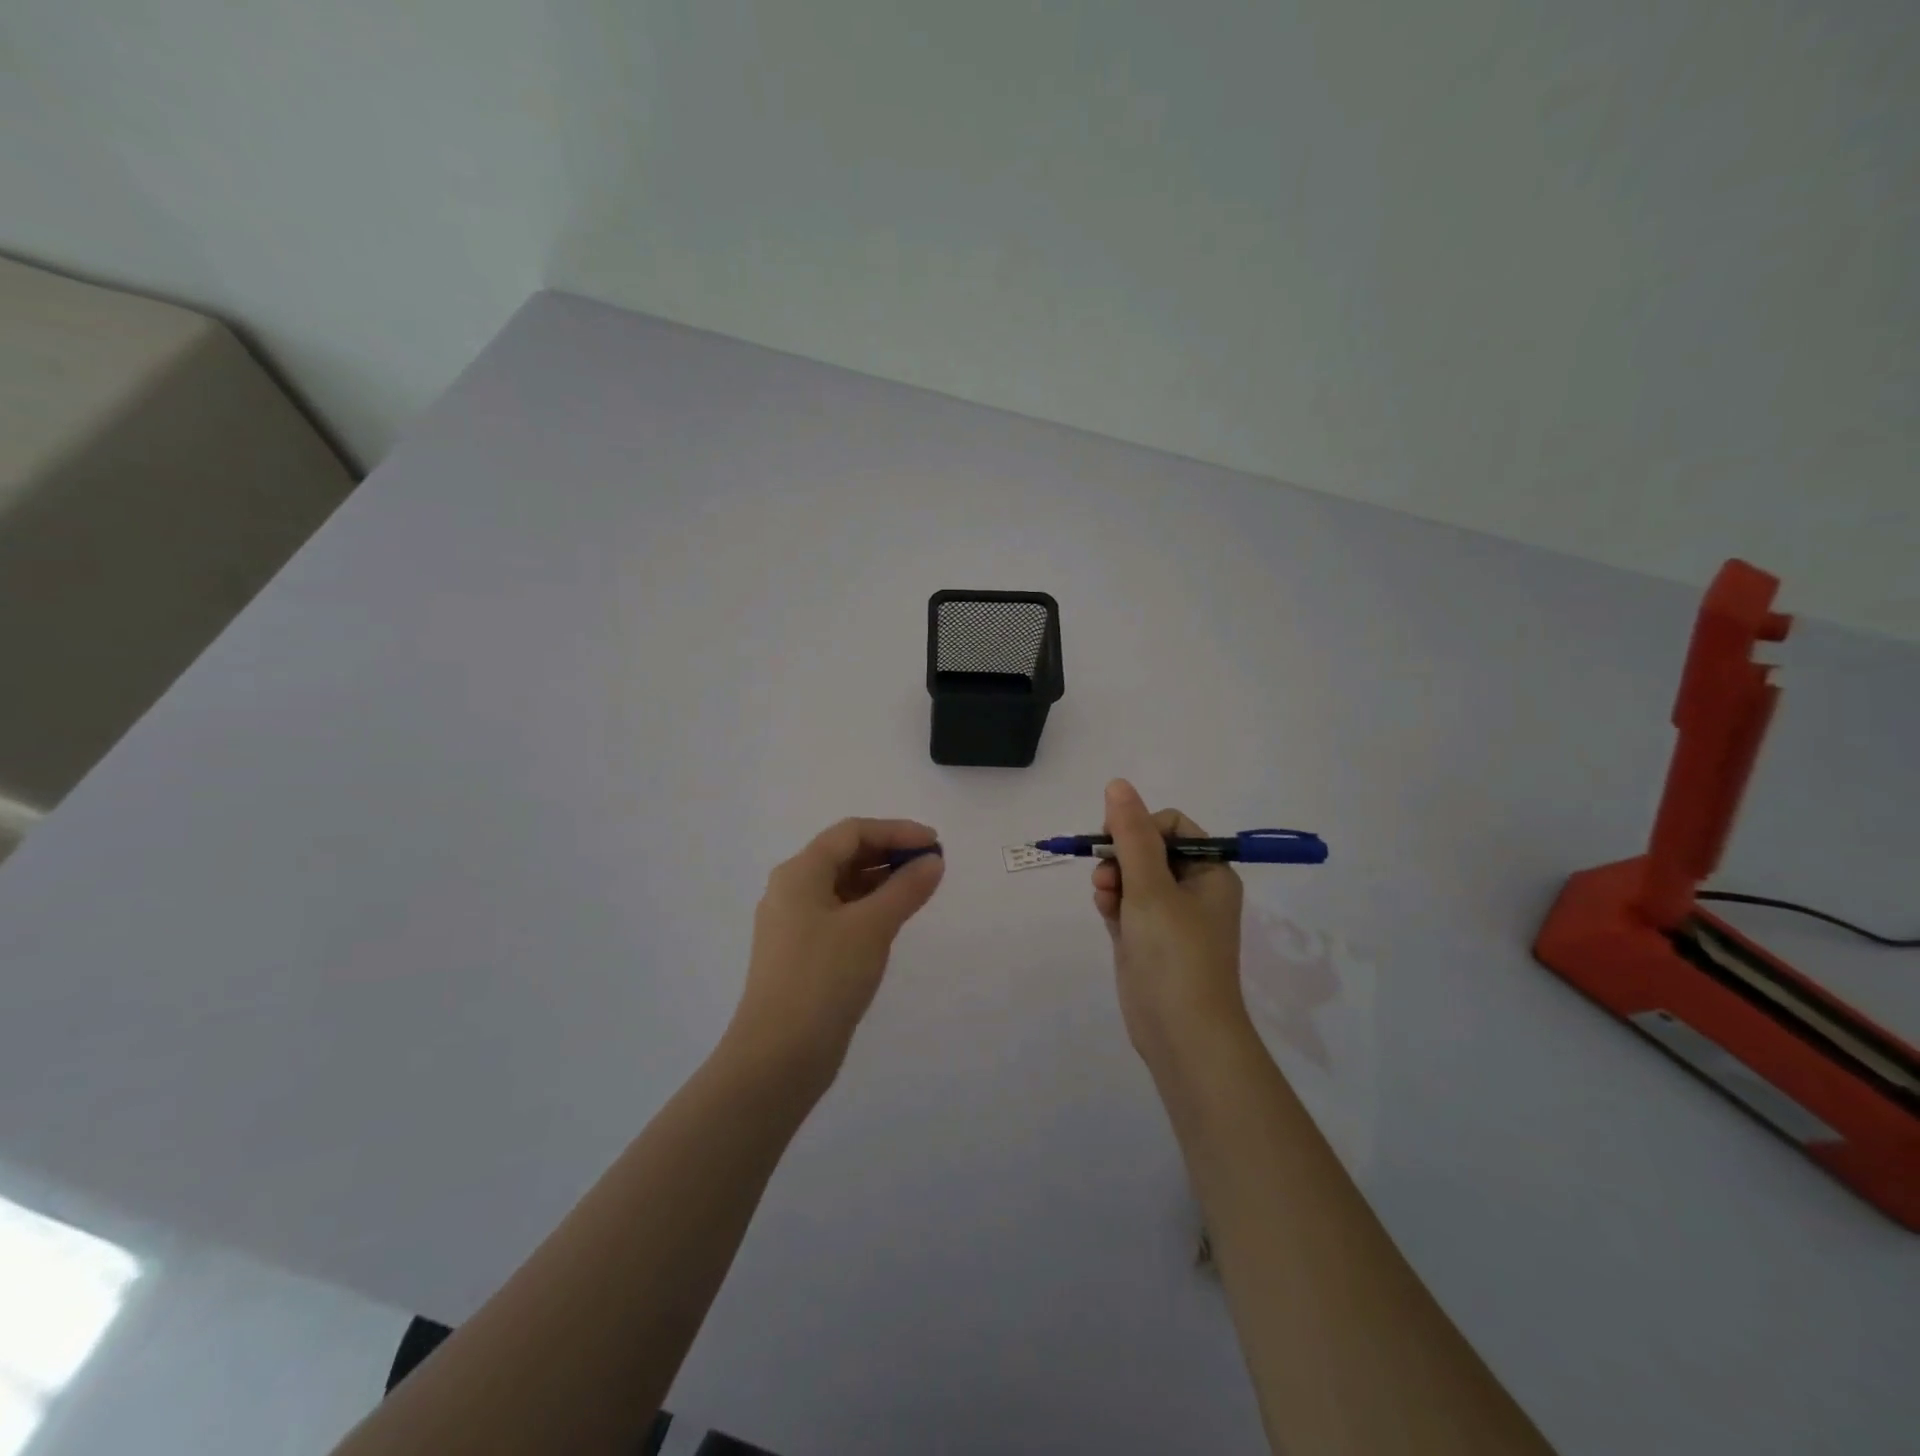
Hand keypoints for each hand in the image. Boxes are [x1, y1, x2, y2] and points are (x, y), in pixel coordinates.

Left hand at [727, 818, 944, 1087]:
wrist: (779, 1057)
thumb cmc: (824, 979)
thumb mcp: (872, 927)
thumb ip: (906, 888)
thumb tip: (933, 861)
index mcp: (799, 873)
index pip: (852, 832)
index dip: (896, 831)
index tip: (935, 844)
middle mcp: (791, 890)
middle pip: (845, 855)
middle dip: (889, 854)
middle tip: (931, 866)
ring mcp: (793, 923)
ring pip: (843, 886)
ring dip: (881, 881)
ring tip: (919, 890)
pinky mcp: (801, 953)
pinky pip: (839, 914)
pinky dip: (869, 908)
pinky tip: (893, 920)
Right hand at [1092, 780, 1246, 1068]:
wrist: (1181, 1034)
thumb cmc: (1174, 953)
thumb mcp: (1150, 886)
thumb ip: (1131, 834)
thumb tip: (1117, 784)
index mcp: (1210, 872)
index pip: (1172, 826)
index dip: (1140, 826)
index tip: (1114, 840)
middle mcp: (1194, 890)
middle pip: (1149, 849)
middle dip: (1121, 856)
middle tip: (1106, 874)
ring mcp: (1170, 917)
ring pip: (1133, 876)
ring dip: (1113, 879)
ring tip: (1104, 897)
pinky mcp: (1148, 939)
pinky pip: (1126, 904)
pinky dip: (1113, 902)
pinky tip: (1104, 912)